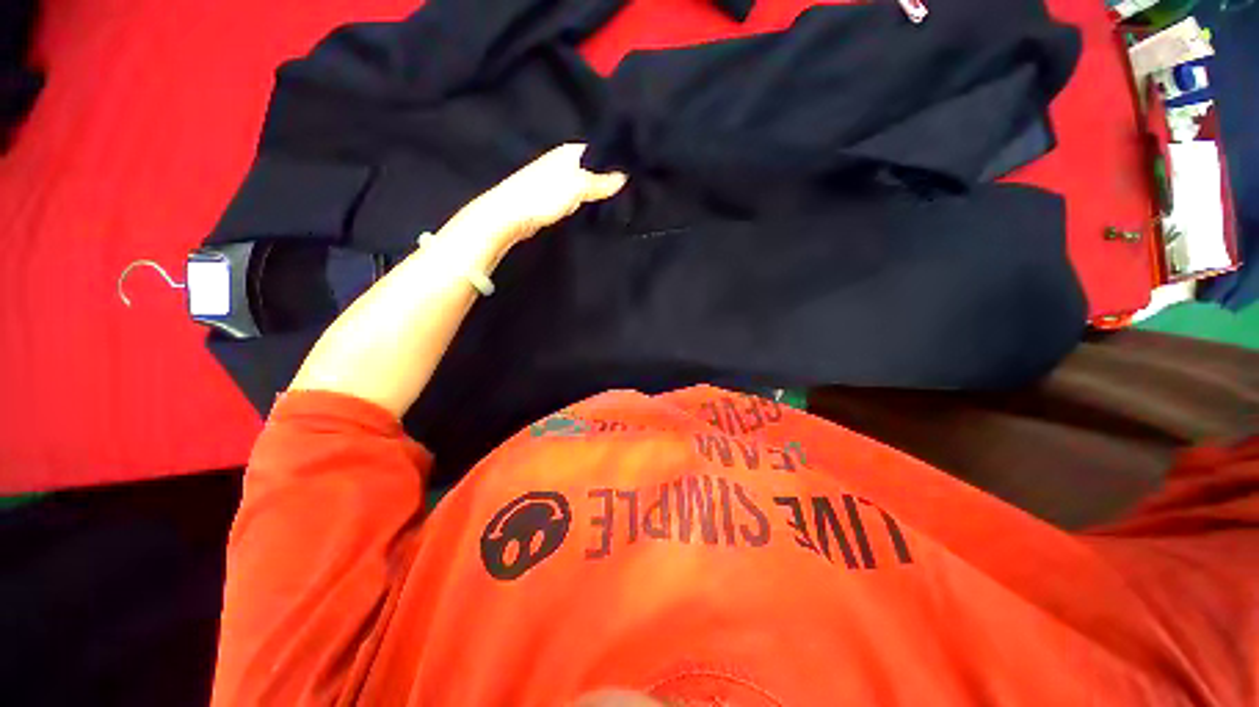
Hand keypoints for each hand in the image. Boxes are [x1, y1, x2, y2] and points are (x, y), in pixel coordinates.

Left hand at [453, 144, 627, 246]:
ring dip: (594, 192)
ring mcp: (554, 180)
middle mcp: (561, 162)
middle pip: (591, 168)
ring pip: (582, 183)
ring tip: (615, 201)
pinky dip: (583, 202)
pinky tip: (591, 210)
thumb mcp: (578, 186)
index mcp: (568, 152)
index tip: (632, 172)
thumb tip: (624, 176)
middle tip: (628, 190)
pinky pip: (573, 197)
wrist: (510, 215)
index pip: (598, 150)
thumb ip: (600, 182)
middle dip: (606, 178)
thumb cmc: (543, 195)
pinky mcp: (549, 198)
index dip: (614, 160)